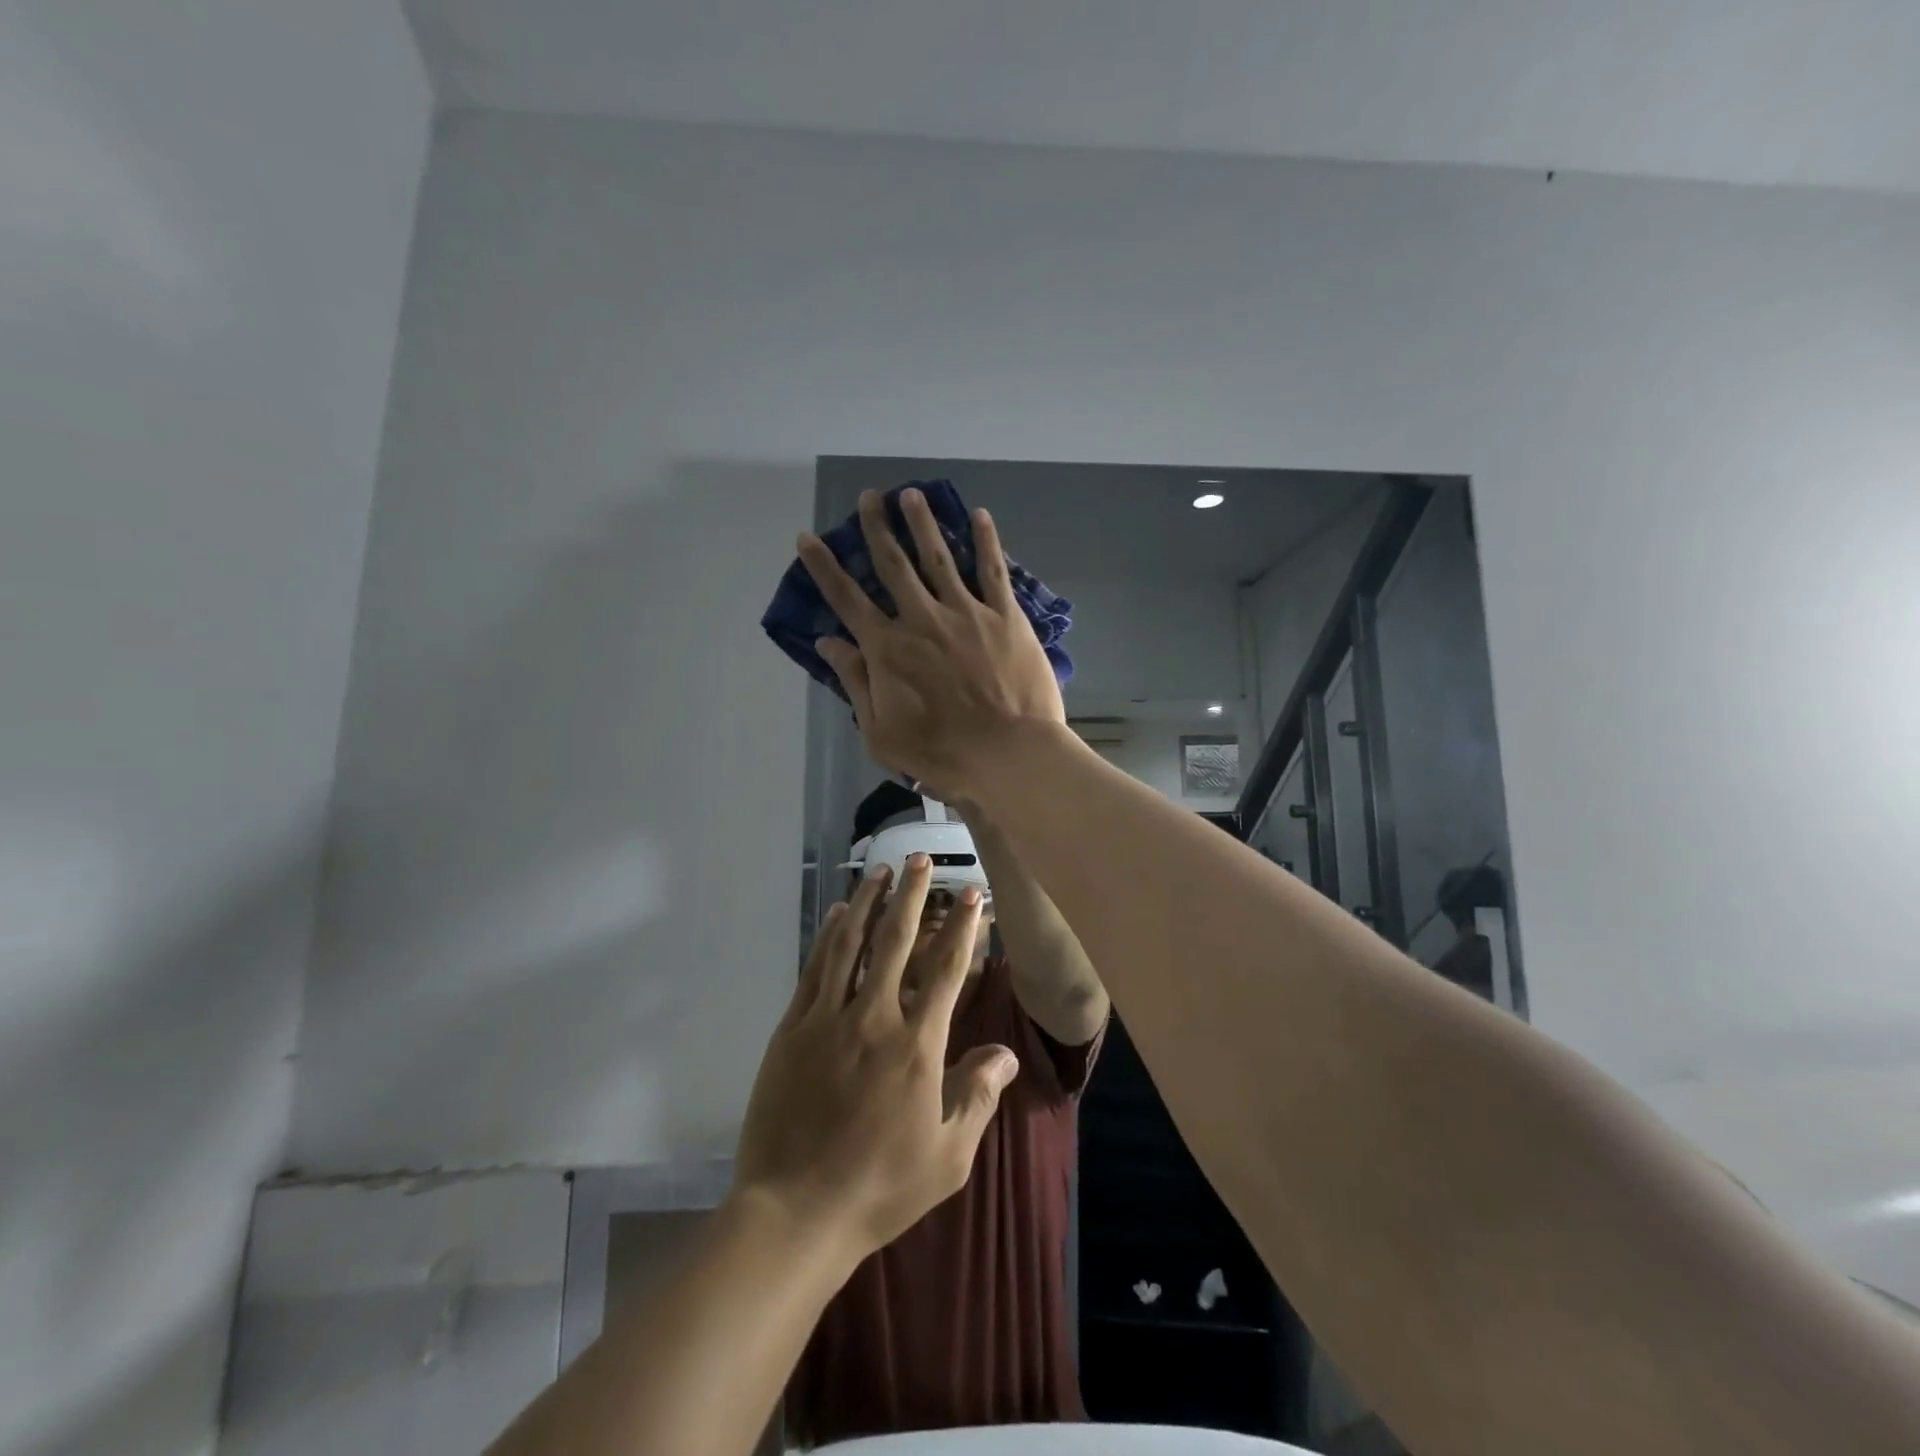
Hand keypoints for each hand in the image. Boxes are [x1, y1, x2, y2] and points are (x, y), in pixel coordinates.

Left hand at [732, 855, 1019, 1260]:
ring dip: (867, 903)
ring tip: (880, 871)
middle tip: (920, 858)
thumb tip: (1006, 1052)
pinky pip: (814, 969)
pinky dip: (827, 936)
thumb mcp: (948, 1155)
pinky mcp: (792, 1029)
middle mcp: (873, 1019)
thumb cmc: (880, 1186)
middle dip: (912, 895)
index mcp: (917, 1046)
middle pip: (896, 941)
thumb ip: (978, 1095)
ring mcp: (827, 1019)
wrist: (795, 1212)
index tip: (971, 893)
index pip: (946, 970)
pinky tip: (835, 914)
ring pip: (850, 944)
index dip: (962, 927)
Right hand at [798, 488, 1065, 798]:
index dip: (824, 567)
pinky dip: (986, 540)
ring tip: (911, 494)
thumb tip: (828, 641)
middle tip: (869, 497)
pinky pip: (993, 570)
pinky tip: (979, 515)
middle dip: (877, 528)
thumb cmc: (941, 753)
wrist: (1008, 754)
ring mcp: (966, 612)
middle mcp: (922, 619)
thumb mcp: (881, 732)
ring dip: (923, 523)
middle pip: (893, 565)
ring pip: (939, 556)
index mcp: (888, 648)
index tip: (808, 537)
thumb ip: (855, 682)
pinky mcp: (1005, 616)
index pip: (847, 599)